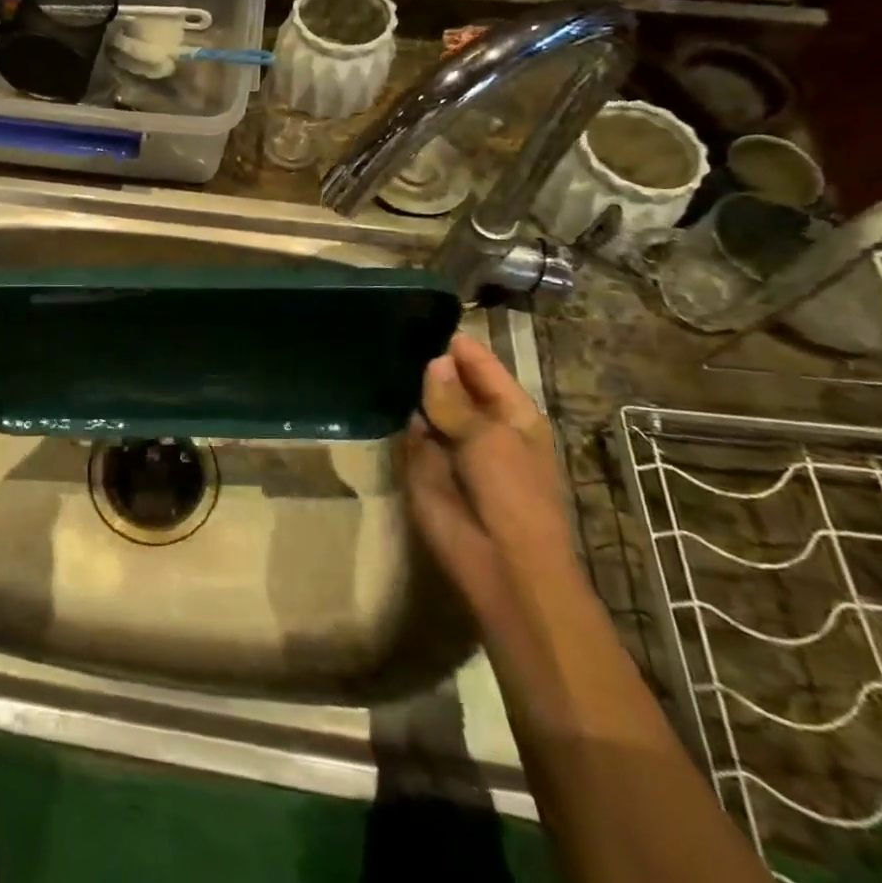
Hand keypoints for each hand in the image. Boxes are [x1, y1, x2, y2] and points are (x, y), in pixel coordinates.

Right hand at [401, 332, 580, 633]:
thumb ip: (454, 399)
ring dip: (407, 385)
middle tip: (389, 328)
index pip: (480, 365)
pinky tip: (370, 386)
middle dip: (426, 362)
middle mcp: (479, 422)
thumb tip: (434, 361)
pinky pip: (406, 430)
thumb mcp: (488, 439)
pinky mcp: (421, 464)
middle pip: (450, 381)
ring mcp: (448, 442)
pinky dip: (394, 413)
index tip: (421, 315)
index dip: (456, 344)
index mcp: (511, 413)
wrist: (500, 566)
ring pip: (424, 403)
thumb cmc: (512, 495)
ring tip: (374, 349)